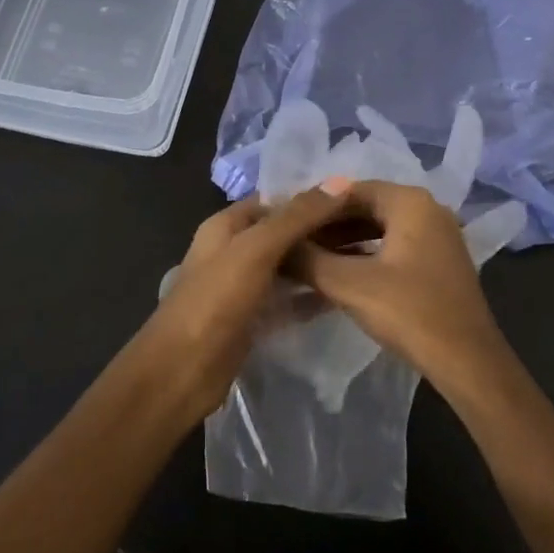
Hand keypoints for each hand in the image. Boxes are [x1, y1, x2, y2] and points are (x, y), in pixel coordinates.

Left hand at [130, 185, 348, 419]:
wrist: (181, 371)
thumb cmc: (215, 301)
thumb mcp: (256, 249)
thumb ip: (296, 217)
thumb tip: (340, 181)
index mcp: (226, 225)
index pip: (275, 199)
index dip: (312, 196)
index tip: (357, 197)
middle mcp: (234, 250)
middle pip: (284, 232)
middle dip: (321, 230)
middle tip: (371, 230)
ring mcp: (244, 287)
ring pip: (289, 266)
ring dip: (320, 262)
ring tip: (366, 258)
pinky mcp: (254, 319)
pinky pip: (289, 299)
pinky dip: (312, 295)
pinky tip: (345, 293)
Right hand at [290, 180, 516, 401]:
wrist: (467, 362)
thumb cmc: (410, 312)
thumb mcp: (349, 284)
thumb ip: (307, 259)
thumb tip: (273, 245)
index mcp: (410, 201)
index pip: (349, 190)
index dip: (312, 206)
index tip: (283, 223)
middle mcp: (427, 209)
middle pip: (365, 207)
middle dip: (326, 226)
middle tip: (290, 243)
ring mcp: (437, 237)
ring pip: (378, 230)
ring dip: (343, 243)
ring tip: (306, 260)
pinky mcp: (438, 263)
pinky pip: (393, 248)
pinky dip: (364, 256)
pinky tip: (337, 275)